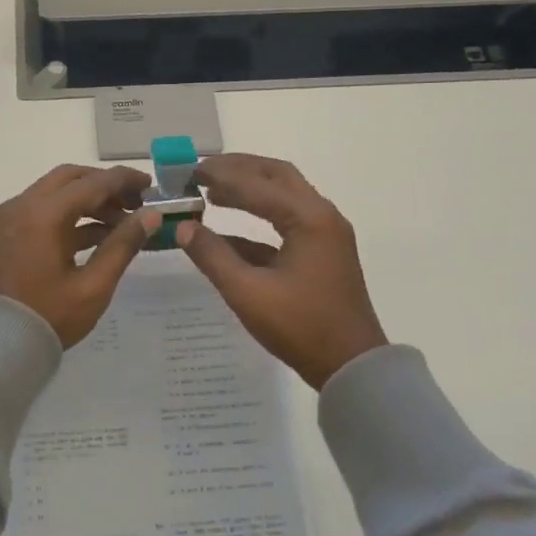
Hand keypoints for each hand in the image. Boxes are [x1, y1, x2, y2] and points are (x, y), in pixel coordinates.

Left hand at [0, 165, 160, 346]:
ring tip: (123, 222)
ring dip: (89, 201)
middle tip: (136, 202)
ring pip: (56, 193)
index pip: (91, 183)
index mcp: (42, 214)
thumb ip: (122, 245)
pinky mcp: (7, 232)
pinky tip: (98, 235)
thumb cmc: (48, 318)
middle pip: (70, 179)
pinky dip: (70, 216)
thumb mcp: (93, 286)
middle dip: (105, 186)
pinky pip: (43, 211)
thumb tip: (151, 216)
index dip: (124, 180)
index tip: (151, 186)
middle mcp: (22, 205)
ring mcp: (10, 218)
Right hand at [177, 154, 386, 389]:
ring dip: (249, 189)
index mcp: (309, 218)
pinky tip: (226, 231)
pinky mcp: (321, 252)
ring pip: (283, 196)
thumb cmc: (301, 327)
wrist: (351, 366)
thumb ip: (213, 256)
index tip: (188, 171)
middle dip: (239, 169)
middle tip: (202, 171)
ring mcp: (325, 234)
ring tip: (211, 191)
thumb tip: (183, 227)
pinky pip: (286, 222)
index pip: (256, 184)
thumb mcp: (248, 293)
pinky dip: (257, 219)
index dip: (220, 176)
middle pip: (276, 176)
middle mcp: (321, 216)